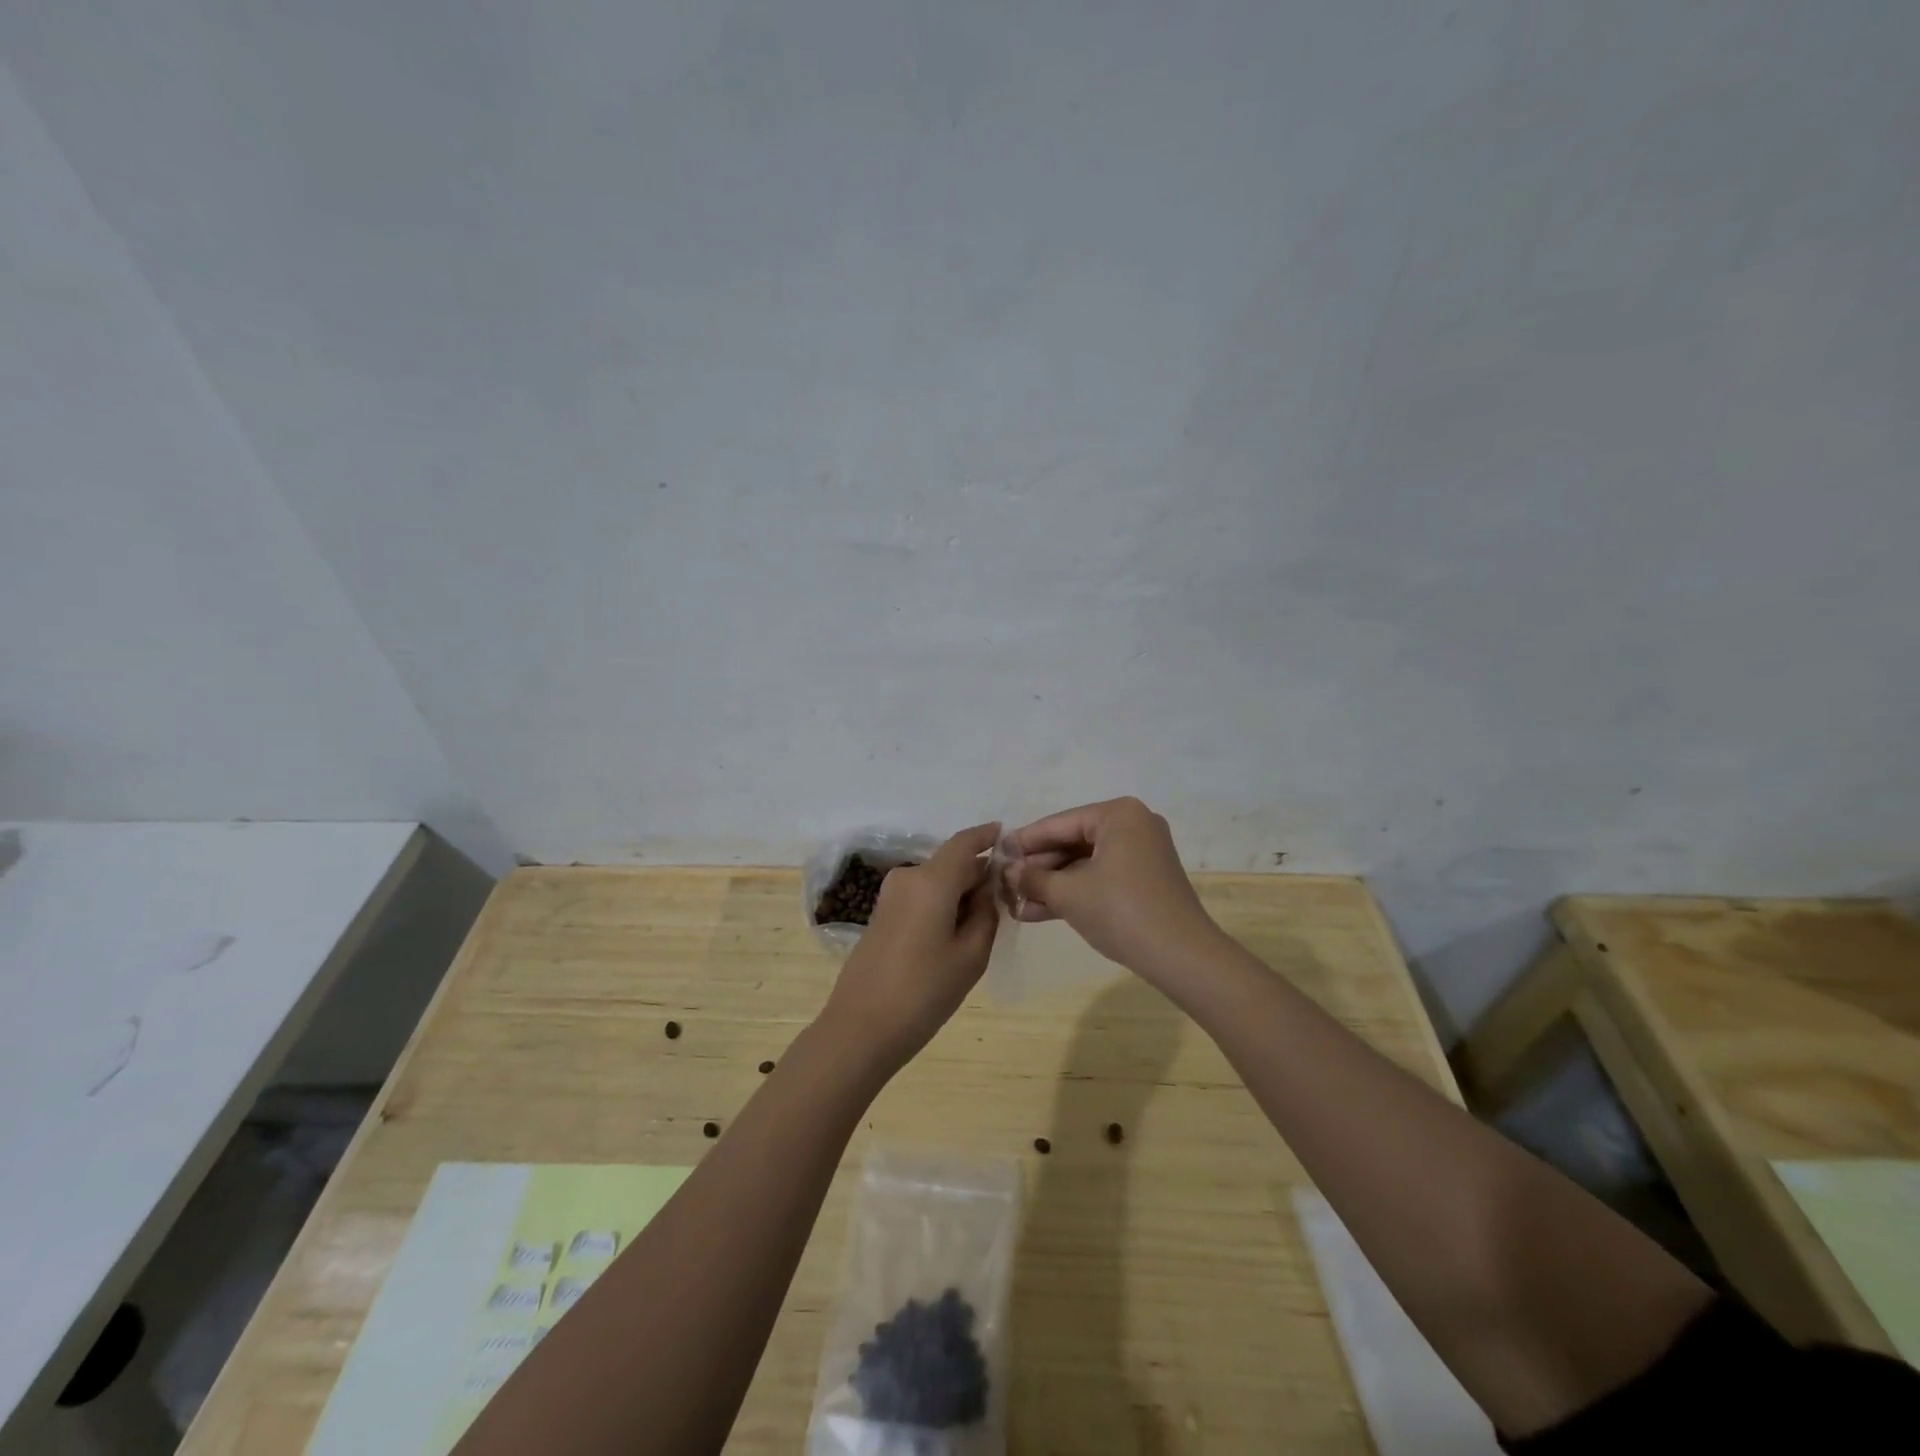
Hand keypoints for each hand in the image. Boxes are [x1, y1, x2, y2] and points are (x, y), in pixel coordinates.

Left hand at [817, 823, 1000, 1074]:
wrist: (861, 1028)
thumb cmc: (924, 992)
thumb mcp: (971, 956)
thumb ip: (986, 914)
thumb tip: (987, 889)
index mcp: (931, 880)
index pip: (964, 842)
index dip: (987, 836)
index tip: (1008, 835)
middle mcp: (908, 877)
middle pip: (951, 863)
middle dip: (978, 873)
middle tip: (1007, 896)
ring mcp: (890, 895)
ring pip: (936, 880)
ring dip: (960, 891)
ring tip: (984, 921)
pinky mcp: (881, 914)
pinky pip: (921, 895)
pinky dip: (941, 903)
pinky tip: (955, 932)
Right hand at [1009, 798, 1221, 977]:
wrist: (1181, 956)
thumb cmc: (1121, 911)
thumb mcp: (1069, 894)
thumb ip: (1034, 878)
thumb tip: (1008, 871)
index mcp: (1118, 815)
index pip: (1060, 823)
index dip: (1025, 840)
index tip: (997, 853)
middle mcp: (1133, 826)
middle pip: (1072, 842)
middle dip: (1038, 867)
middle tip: (1004, 882)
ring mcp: (1141, 854)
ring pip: (1084, 864)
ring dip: (1051, 884)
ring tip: (1014, 902)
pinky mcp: (1143, 881)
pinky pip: (1100, 878)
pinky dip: (1074, 893)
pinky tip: (1038, 912)